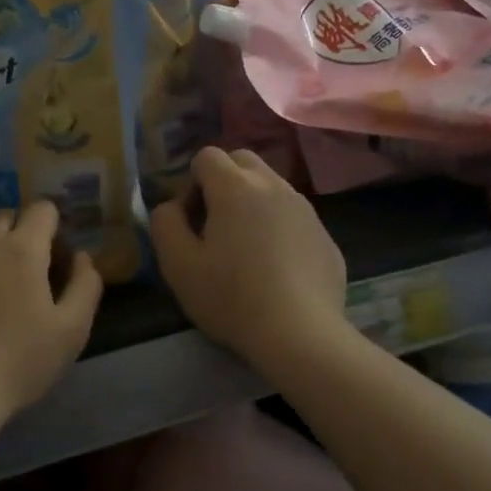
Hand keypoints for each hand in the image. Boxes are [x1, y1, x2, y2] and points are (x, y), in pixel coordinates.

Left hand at [0, 200, 103, 431]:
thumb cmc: (17, 362)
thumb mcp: (72, 330)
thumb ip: (86, 285)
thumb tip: (81, 257)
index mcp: (21, 248)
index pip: (42, 208)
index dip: (55, 225)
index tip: (59, 256)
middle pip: (5, 216)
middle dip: (23, 230)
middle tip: (32, 269)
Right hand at [150, 148, 347, 368]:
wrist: (300, 334)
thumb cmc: (231, 297)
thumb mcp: (178, 264)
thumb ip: (165, 223)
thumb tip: (173, 206)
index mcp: (236, 187)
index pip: (207, 156)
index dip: (191, 183)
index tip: (191, 221)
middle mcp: (274, 186)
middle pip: (242, 160)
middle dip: (223, 181)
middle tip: (215, 225)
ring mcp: (305, 208)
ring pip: (271, 186)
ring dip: (253, 203)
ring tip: (246, 248)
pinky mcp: (325, 235)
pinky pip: (294, 216)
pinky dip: (279, 227)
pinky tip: (276, 269)